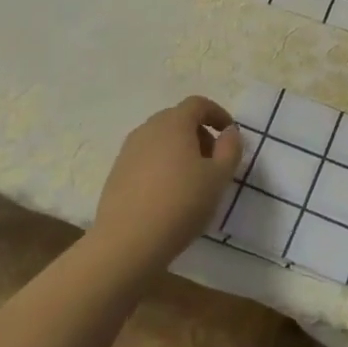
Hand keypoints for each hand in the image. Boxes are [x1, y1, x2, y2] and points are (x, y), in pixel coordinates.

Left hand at [92, 96, 242, 276]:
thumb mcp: (219, 177)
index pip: (198, 104)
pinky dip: (162, 165)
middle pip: (178, 120)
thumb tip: (229, 132)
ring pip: (161, 140)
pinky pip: (146, 158)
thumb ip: (230, 148)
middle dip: (200, 134)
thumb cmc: (181, 203)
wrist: (127, 242)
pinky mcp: (117, 173)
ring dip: (180, 150)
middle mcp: (148, 129)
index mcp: (174, 123)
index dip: (217, 114)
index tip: (229, 134)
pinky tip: (168, 194)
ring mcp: (128, 151)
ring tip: (192, 181)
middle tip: (214, 161)